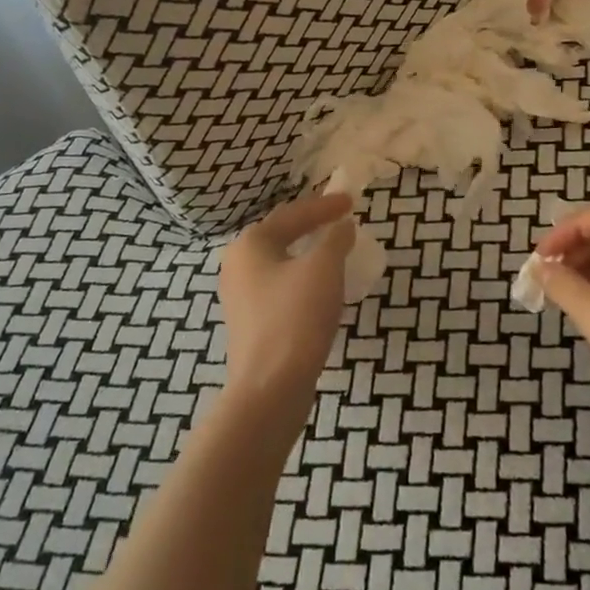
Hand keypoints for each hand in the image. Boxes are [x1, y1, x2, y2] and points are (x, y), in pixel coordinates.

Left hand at [217, 192, 355, 404]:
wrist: (269, 388)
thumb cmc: (295, 317)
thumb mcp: (323, 268)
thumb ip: (335, 238)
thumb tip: (342, 226)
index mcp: (251, 243)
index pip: (292, 213)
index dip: (325, 206)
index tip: (352, 201)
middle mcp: (238, 264)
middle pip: (282, 234)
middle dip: (313, 227)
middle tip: (342, 221)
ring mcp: (240, 295)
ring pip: (280, 262)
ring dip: (308, 254)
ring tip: (335, 251)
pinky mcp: (250, 322)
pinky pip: (280, 287)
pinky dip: (302, 279)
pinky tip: (320, 289)